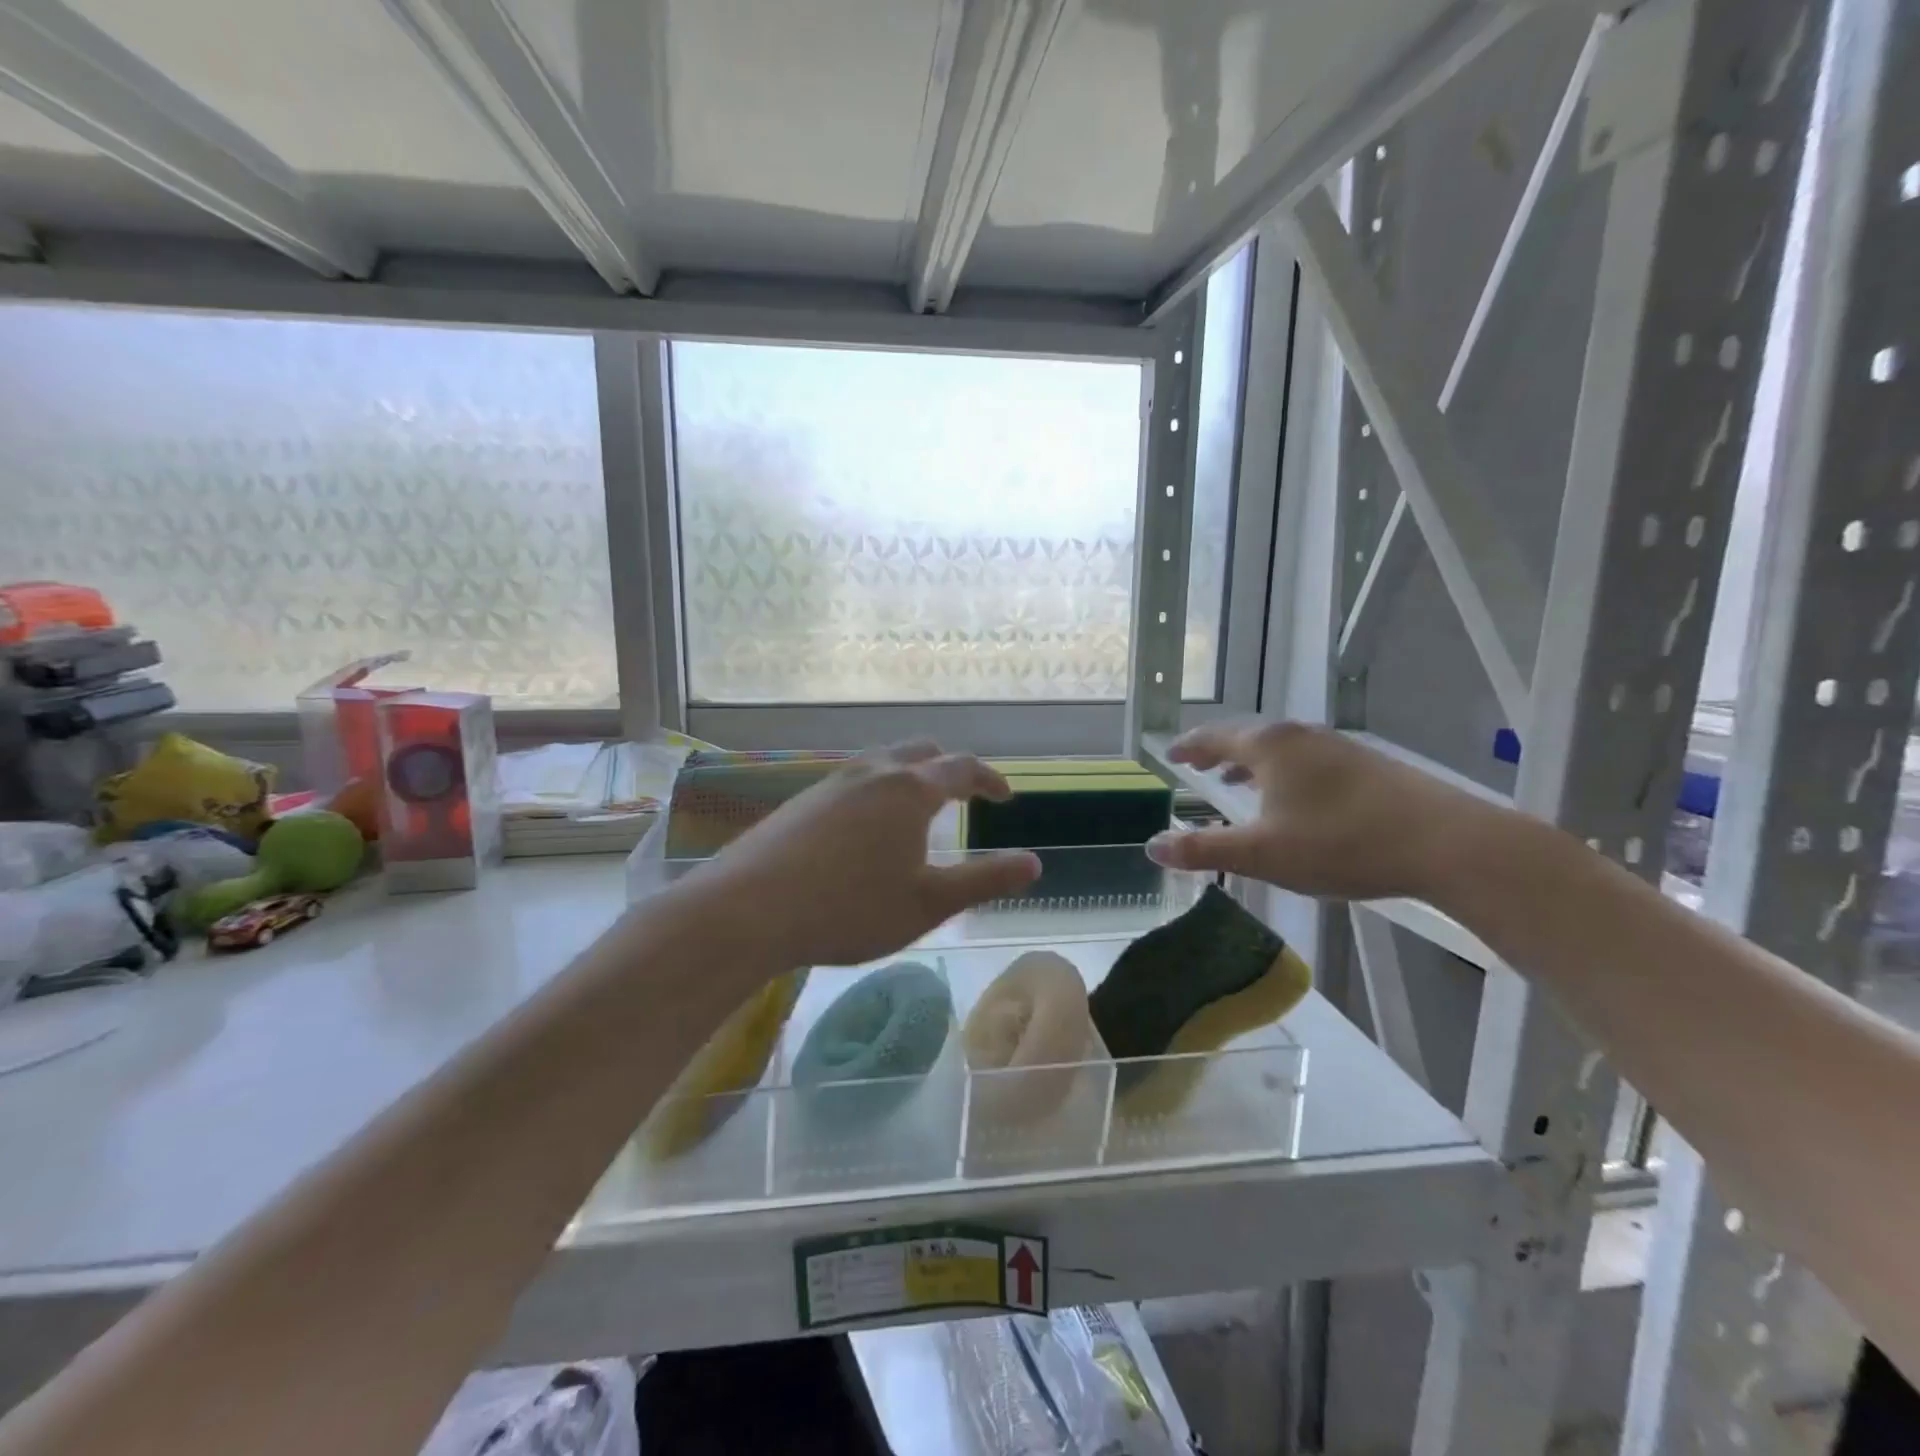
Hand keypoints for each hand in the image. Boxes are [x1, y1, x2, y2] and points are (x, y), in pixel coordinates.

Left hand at [680, 742, 1041, 969]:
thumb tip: (1034, 863)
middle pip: (920, 752)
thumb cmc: (849, 908)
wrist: (747, 910)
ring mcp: (831, 782)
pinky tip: (863, 827)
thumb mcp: (928, 903)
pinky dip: (875, 789)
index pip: (961, 768)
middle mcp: (872, 772)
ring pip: (881, 761)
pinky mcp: (801, 799)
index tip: (1005, 796)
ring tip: (915, 809)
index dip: (989, 779)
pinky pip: (852, 780)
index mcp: (910, 790)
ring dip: (908, 776)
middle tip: (962, 795)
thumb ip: (984, 880)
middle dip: (948, 768)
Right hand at [1145, 719, 1489, 901]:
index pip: (1215, 738)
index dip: (1190, 747)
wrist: (1446, 843)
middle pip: (1248, 738)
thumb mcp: (1262, 854)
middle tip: (1199, 766)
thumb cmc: (1341, 843)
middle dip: (1220, 753)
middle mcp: (1301, 736)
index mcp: (1269, 748)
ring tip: (1239, 782)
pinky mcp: (1369, 765)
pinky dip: (1285, 772)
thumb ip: (1204, 850)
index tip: (1172, 754)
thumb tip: (1153, 846)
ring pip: (1282, 749)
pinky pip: (1309, 761)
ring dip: (1253, 763)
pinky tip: (1296, 799)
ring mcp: (1339, 747)